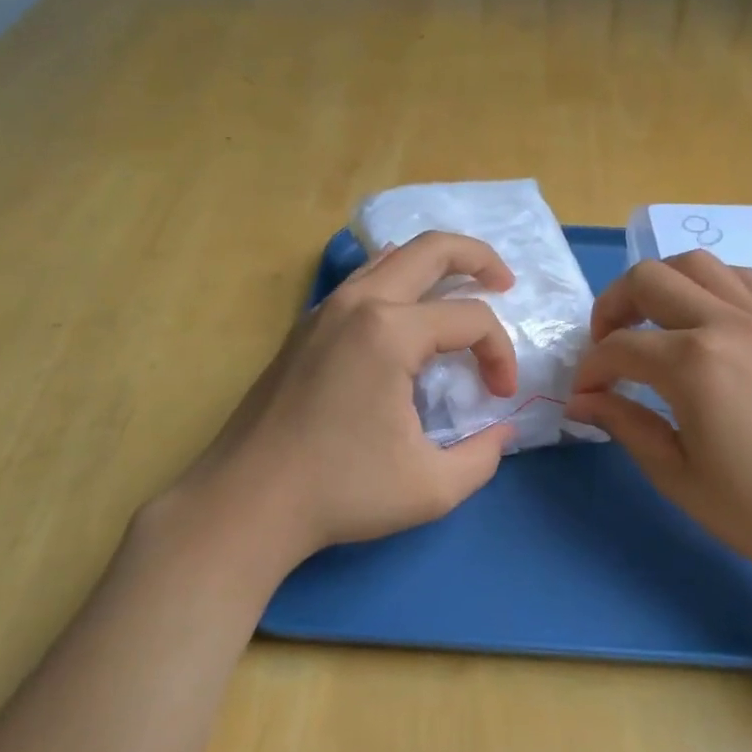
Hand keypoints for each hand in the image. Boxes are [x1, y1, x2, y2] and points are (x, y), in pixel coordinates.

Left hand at [165, 232, 519, 568]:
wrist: (246, 502)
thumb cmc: (341, 492)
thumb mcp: (432, 487)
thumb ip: (483, 457)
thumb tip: (502, 431)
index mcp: (390, 333)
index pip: (470, 319)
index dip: (500, 353)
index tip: (500, 396)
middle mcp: (358, 304)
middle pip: (431, 249)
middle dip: (478, 258)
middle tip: (506, 283)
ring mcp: (325, 309)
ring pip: (391, 256)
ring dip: (434, 263)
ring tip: (462, 287)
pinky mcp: (306, 326)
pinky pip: (363, 280)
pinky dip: (397, 280)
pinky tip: (407, 313)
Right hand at [565, 250, 751, 590]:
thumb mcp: (676, 474)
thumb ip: (623, 424)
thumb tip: (580, 401)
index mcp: (695, 365)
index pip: (619, 348)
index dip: (590, 370)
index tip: (584, 395)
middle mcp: (728, 324)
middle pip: (650, 279)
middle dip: (612, 306)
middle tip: (607, 345)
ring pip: (698, 264)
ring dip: (661, 284)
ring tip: (652, 322)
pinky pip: (744, 278)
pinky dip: (711, 285)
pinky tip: (706, 320)